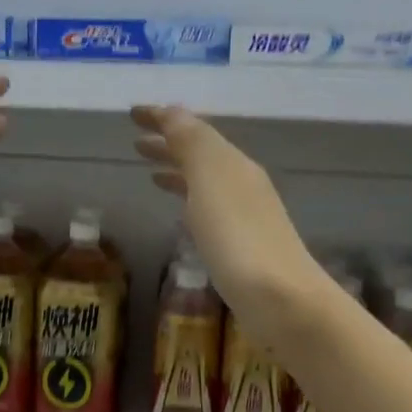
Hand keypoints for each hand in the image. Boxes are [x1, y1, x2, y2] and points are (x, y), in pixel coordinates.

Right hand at [131, 104, 326, 349]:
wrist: (280, 300)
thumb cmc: (237, 238)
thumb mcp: (210, 180)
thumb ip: (191, 143)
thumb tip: (171, 112)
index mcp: (233, 163)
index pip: (193, 130)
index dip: (162, 119)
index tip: (131, 113)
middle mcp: (242, 183)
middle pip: (201, 155)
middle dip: (168, 145)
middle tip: (135, 144)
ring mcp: (245, 216)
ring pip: (204, 182)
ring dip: (178, 172)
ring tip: (150, 174)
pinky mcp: (242, 247)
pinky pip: (208, 210)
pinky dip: (189, 201)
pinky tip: (181, 215)